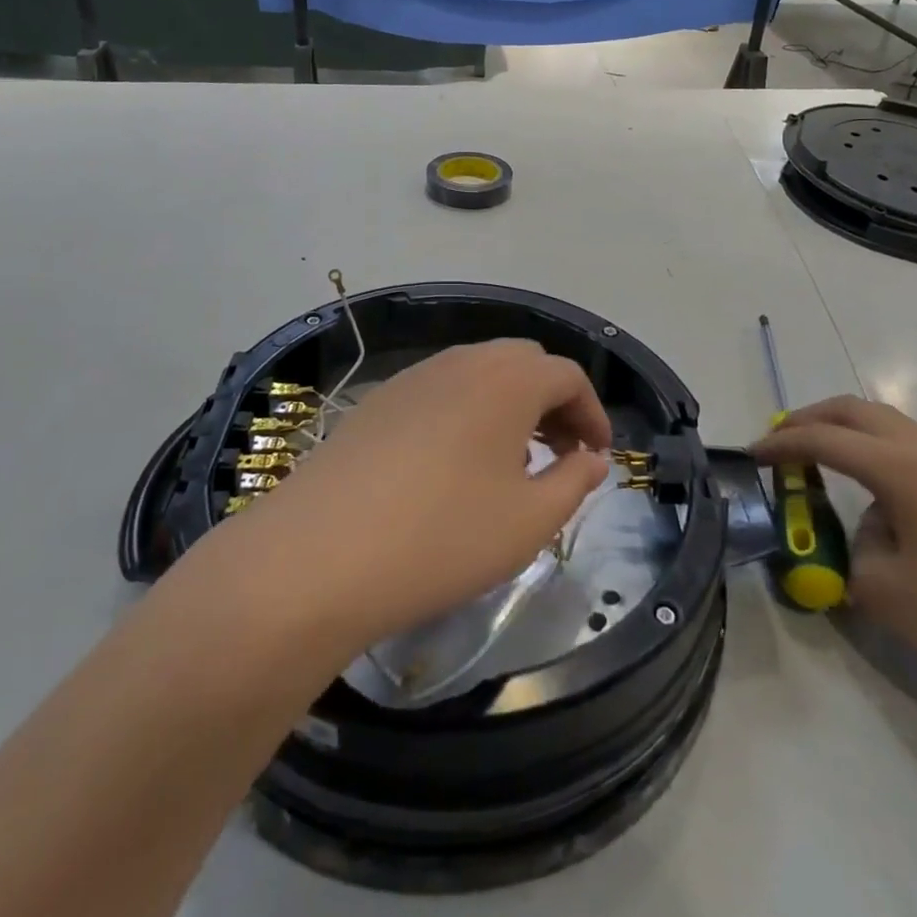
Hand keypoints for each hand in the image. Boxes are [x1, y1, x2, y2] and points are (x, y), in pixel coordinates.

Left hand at [239, 341, 613, 652]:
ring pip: (478, 373)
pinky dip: (466, 412)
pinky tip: (453, 465)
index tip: (597, 457)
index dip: (592, 413)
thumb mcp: (528, 521)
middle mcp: (461, 362)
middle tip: (560, 453)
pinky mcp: (377, 401)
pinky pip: (439, 390)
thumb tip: (591, 459)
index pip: (567, 375)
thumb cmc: (442, 537)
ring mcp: (413, 377)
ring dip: (508, 405)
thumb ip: (573, 482)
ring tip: (510, 462)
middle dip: (552, 402)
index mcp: (506, 380)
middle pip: (523, 363)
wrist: (319, 554)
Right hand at [757, 396, 916, 722]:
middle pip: (857, 410)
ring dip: (844, 431)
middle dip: (811, 418)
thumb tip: (860, 532)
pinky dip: (872, 451)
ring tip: (814, 458)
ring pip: (886, 424)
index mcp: (903, 470)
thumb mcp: (880, 588)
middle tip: (779, 442)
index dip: (782, 444)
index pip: (825, 440)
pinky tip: (864, 490)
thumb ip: (852, 545)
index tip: (750, 455)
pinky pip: (907, 448)